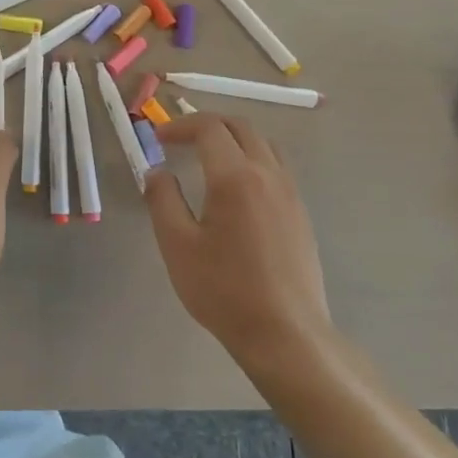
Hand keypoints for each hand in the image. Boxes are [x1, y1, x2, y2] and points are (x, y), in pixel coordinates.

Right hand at [143, 114, 332, 368]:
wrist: (285, 333)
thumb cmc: (224, 290)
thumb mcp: (177, 245)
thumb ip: (162, 199)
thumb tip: (157, 171)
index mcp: (235, 177)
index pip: (209, 128)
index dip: (180, 125)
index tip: (158, 138)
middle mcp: (268, 175)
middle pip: (240, 126)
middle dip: (206, 124)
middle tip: (179, 139)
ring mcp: (290, 193)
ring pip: (263, 144)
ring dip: (233, 138)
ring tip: (207, 157)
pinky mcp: (301, 213)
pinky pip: (277, 167)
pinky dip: (252, 158)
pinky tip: (235, 189)